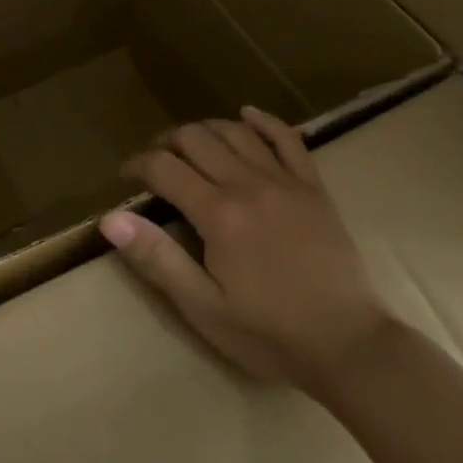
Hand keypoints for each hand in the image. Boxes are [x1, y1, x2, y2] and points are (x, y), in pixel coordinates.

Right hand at [103, 105, 391, 395]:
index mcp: (218, 213)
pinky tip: (247, 114)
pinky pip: (287, 139)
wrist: (351, 348)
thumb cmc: (270, 334)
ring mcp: (285, 182)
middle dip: (166, 142)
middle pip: (195, 139)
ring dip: (205, 129)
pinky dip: (263, 122)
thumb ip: (157, 259)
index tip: (124, 175)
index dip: (137, 164)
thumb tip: (111, 219)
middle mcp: (248, 184)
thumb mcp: (204, 307)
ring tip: (189, 144)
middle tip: (154, 162)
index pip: (164, 167)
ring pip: (235, 132)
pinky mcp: (313, 188)